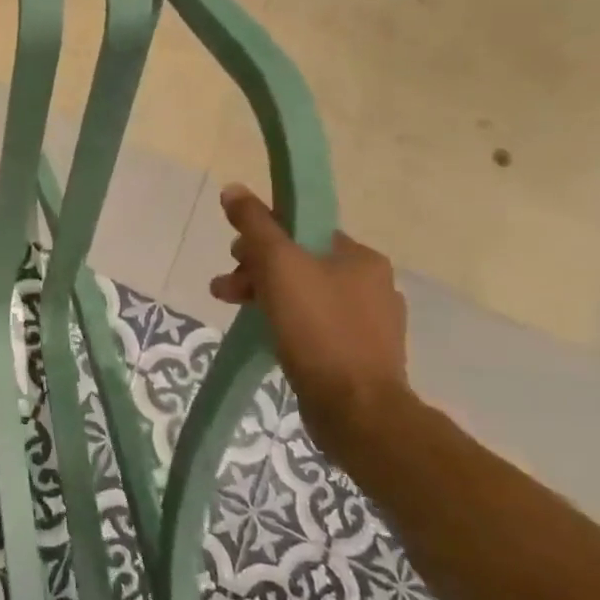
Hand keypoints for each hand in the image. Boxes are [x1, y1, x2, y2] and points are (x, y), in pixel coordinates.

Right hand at [208, 183, 412, 461]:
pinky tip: (268, 336)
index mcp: (361, 258)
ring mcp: (370, 324)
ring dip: (265, 297)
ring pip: (305, 296)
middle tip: (226, 287)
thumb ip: (255, 225)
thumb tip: (234, 189)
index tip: (236, 254)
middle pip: (301, 262)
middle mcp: (372, 285)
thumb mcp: (278, 265)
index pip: (304, 230)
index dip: (264, 236)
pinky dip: (287, 324)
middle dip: (257, 270)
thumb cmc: (317, 328)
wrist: (357, 410)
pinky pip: (314, 326)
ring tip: (233, 310)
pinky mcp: (360, 356)